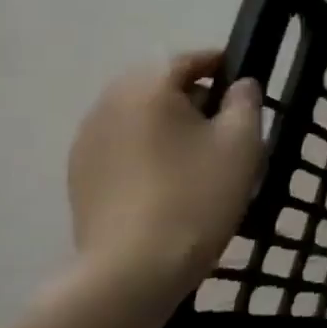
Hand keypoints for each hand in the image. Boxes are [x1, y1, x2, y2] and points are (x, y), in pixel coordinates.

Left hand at [66, 52, 263, 313]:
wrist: (134, 269)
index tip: (245, 83)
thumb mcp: (242, 142)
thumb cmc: (198, 194)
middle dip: (193, 96)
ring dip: (169, 124)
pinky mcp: (80, 176)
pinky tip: (173, 181)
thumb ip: (245, 102)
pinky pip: (123, 146)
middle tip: (228, 123)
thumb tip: (239, 85)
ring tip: (202, 155)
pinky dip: (149, 150)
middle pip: (157, 86)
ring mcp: (86, 143)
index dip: (219, 64)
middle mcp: (107, 105)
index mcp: (146, 89)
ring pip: (138, 117)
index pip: (186, 59)